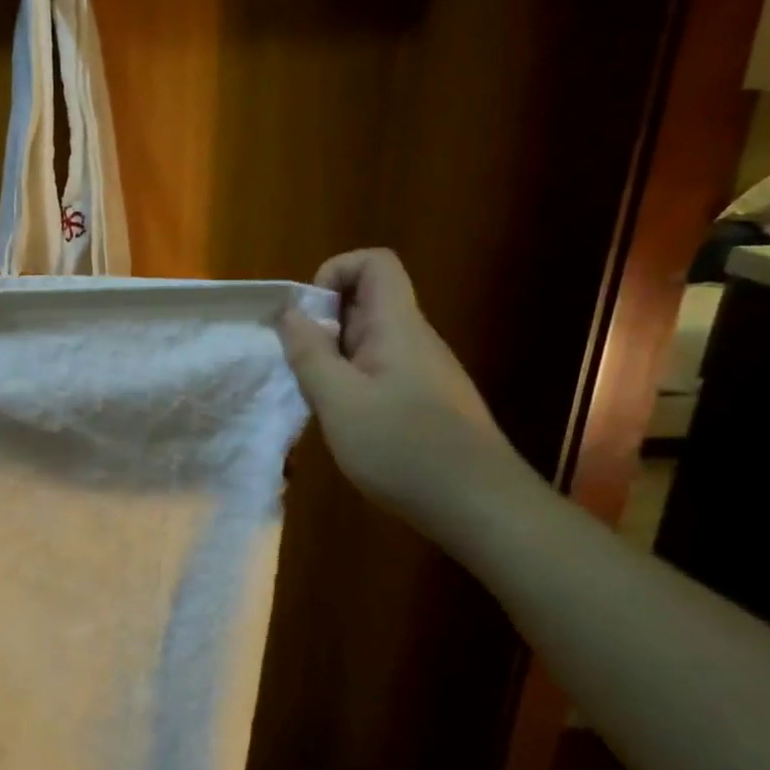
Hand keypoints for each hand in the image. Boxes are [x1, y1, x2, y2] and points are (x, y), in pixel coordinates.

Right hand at [279, 249, 516, 525]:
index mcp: (397, 325)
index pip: (374, 263)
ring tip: (321, 402)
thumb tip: (290, 313)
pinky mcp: (427, 402)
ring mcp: (425, 371)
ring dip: (334, 360)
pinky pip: (381, 373)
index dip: (334, 272)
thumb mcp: (338, 400)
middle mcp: (415, 339)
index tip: (307, 317)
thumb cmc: (403, 447)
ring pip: (370, 342)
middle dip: (324, 325)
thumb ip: (310, 353)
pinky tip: (348, 426)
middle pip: (367, 302)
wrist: (479, 506)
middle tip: (303, 368)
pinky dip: (353, 386)